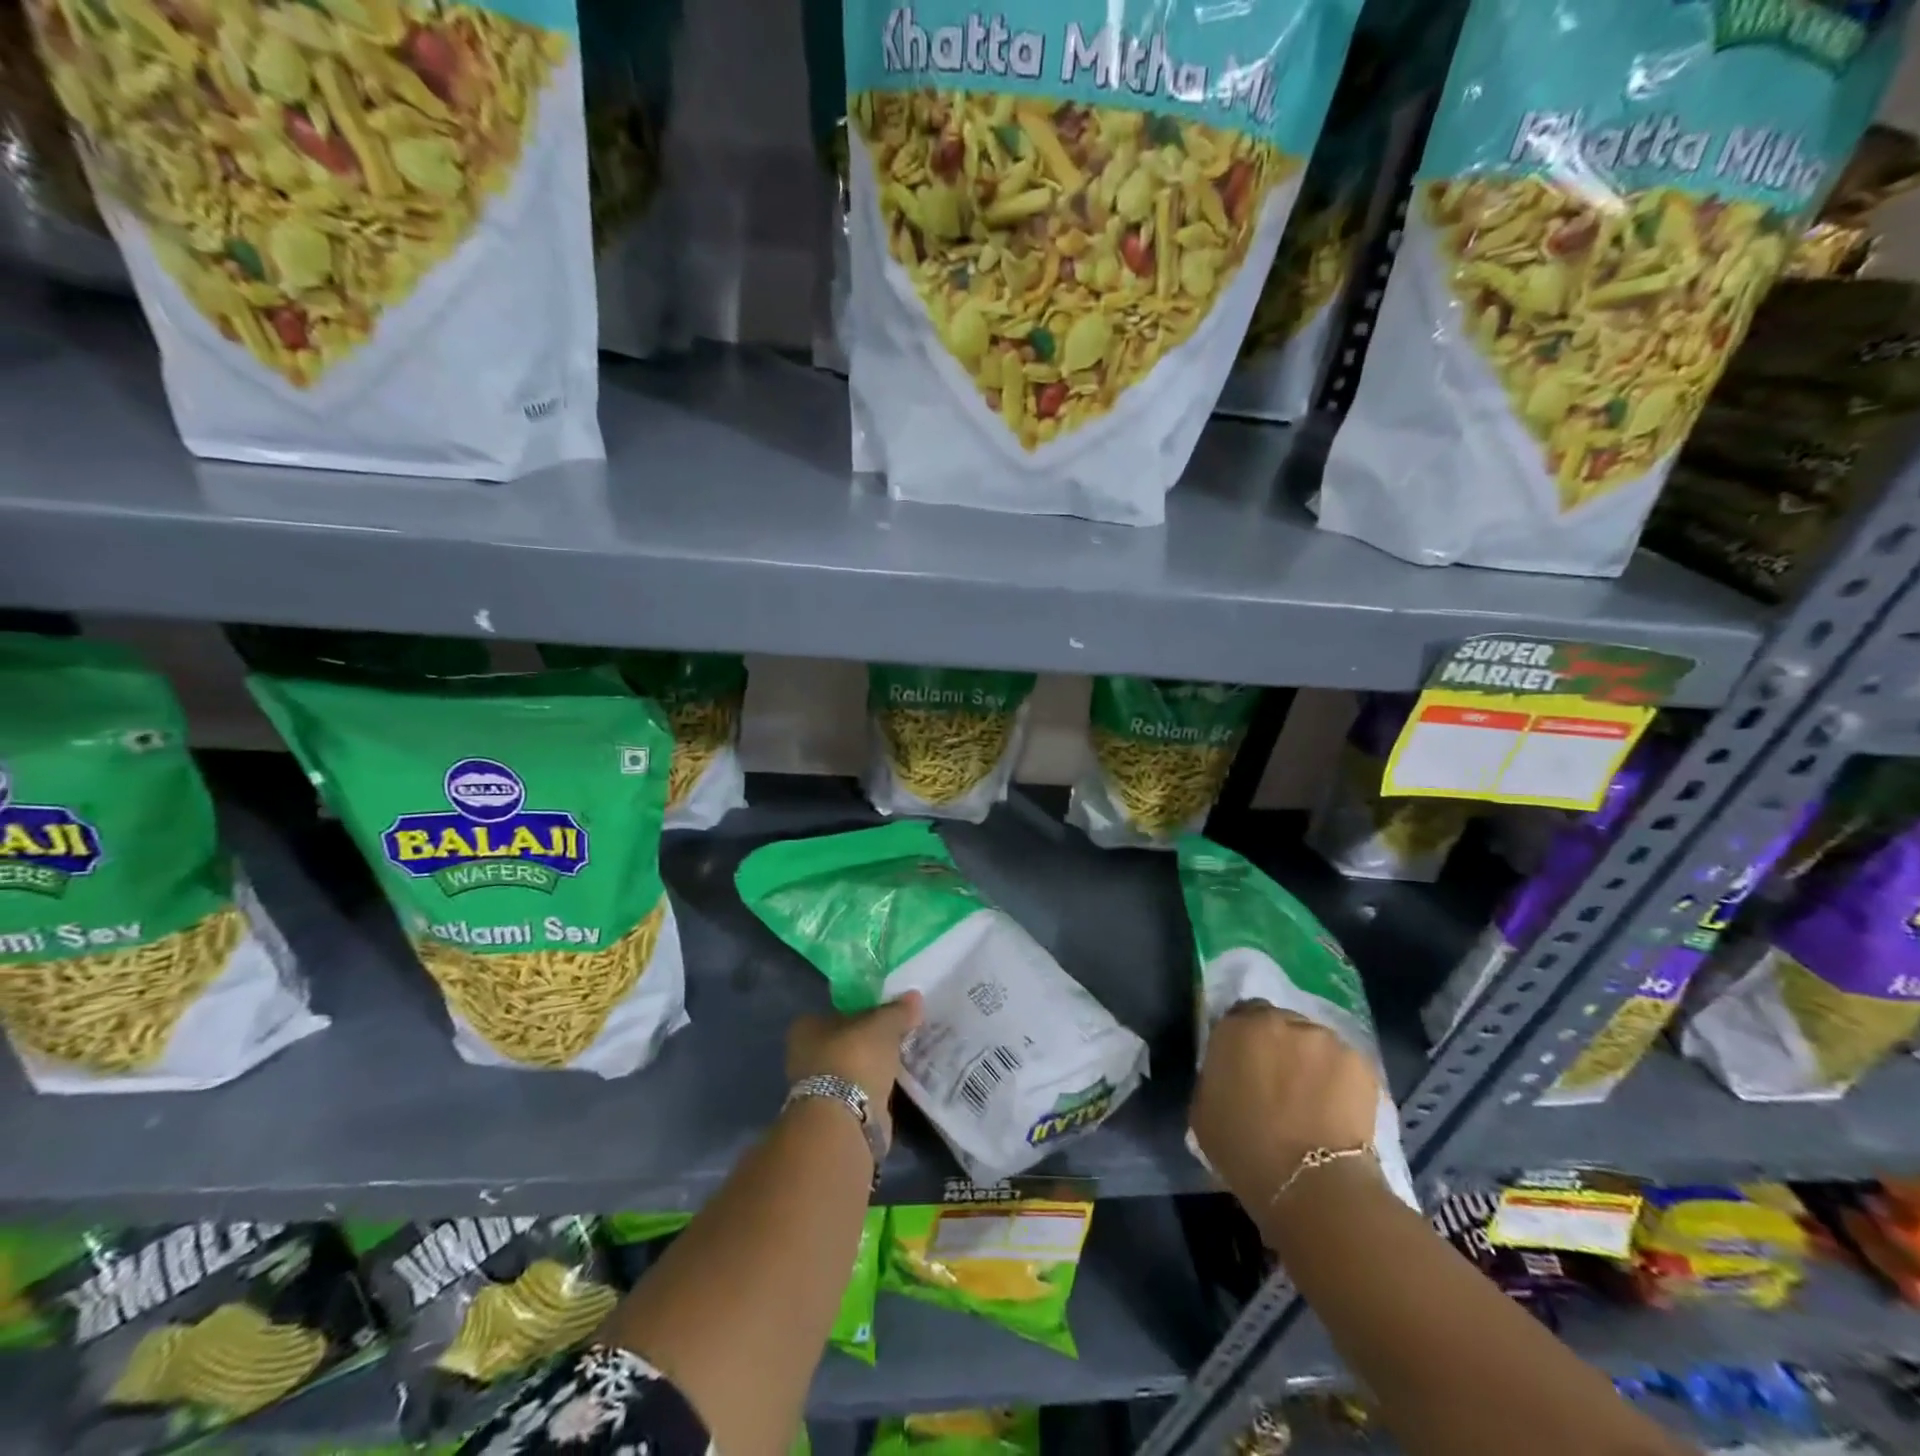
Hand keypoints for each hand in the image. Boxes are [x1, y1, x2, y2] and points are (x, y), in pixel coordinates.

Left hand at [786, 992, 923, 1145]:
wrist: (846, 1120)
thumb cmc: (855, 1057)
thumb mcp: (883, 1024)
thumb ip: (898, 1010)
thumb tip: (915, 996)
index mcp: (807, 1027)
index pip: (838, 1012)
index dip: (862, 1011)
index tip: (886, 1014)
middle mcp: (806, 1055)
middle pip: (846, 1041)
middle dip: (869, 1041)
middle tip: (899, 1034)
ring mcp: (819, 1088)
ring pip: (853, 1068)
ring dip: (873, 1066)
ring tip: (903, 1057)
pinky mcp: (836, 1114)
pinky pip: (862, 1091)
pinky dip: (876, 1088)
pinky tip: (896, 1082)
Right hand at [1190, 1003, 1379, 1208]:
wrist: (1310, 1183)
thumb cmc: (1244, 1149)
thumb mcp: (1203, 1108)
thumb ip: (1215, 1076)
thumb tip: (1228, 1074)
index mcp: (1236, 1027)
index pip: (1238, 1016)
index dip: (1243, 1040)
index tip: (1246, 1064)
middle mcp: (1279, 1021)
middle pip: (1278, 1024)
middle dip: (1278, 1046)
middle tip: (1280, 1081)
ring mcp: (1323, 1038)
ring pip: (1313, 1042)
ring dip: (1310, 1060)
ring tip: (1313, 1098)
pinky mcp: (1360, 1062)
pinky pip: (1343, 1064)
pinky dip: (1339, 1079)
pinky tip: (1337, 1109)